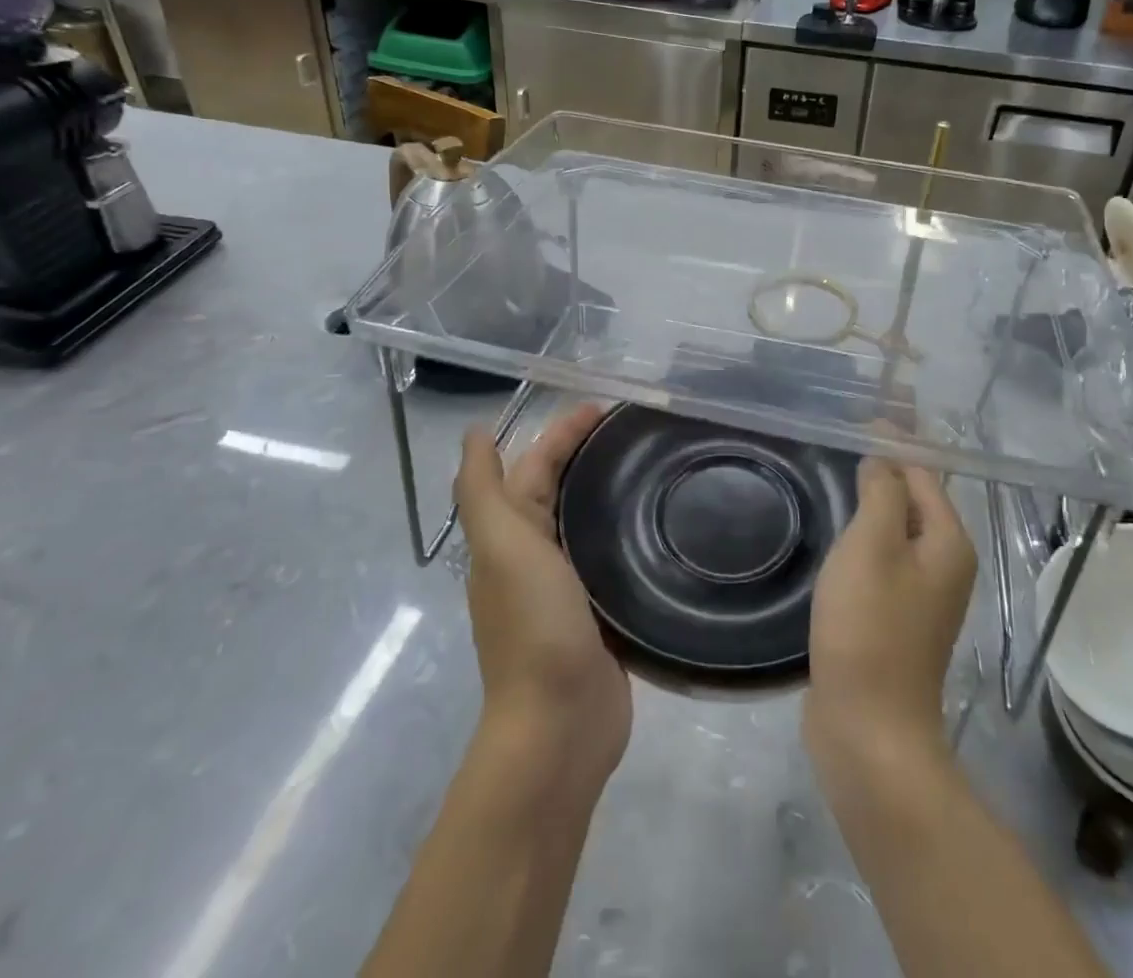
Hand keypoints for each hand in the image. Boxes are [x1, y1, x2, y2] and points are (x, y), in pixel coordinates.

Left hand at [456, 403, 629, 790]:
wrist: (560, 725)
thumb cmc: (533, 627)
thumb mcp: (502, 547)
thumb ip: (484, 490)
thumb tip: (473, 434)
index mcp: (510, 536)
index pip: (535, 465)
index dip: (562, 432)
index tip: (606, 407)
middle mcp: (534, 555)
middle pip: (559, 488)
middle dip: (587, 453)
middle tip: (637, 429)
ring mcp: (568, 586)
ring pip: (586, 521)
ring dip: (608, 490)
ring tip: (652, 465)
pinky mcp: (600, 612)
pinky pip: (611, 556)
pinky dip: (626, 531)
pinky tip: (659, 523)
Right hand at [805, 454, 975, 771]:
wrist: (868, 730)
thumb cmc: (870, 628)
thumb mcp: (872, 546)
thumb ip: (881, 492)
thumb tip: (883, 454)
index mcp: (947, 542)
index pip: (923, 471)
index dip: (894, 439)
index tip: (860, 413)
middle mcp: (944, 563)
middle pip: (913, 497)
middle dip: (885, 464)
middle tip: (844, 436)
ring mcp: (920, 594)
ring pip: (895, 528)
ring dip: (872, 498)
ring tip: (838, 470)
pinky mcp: (894, 617)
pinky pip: (882, 557)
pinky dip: (863, 533)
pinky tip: (837, 527)